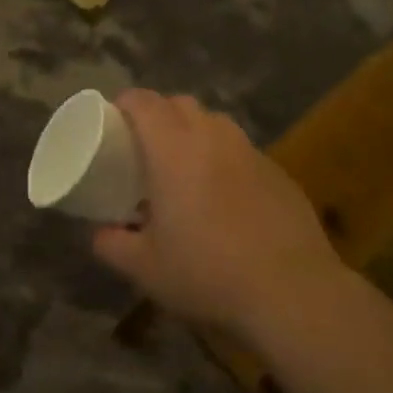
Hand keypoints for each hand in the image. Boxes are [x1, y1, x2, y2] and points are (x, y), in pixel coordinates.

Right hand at [92, 91, 343, 340]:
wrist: (292, 291)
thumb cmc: (208, 273)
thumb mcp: (145, 268)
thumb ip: (112, 245)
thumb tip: (100, 234)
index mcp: (173, 149)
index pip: (144, 101)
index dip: (125, 104)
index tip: (113, 122)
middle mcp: (212, 137)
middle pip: (180, 103)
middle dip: (159, 114)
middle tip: (146, 148)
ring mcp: (250, 151)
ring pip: (214, 122)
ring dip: (194, 133)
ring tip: (186, 169)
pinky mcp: (278, 171)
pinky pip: (241, 150)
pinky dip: (224, 159)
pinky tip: (225, 197)